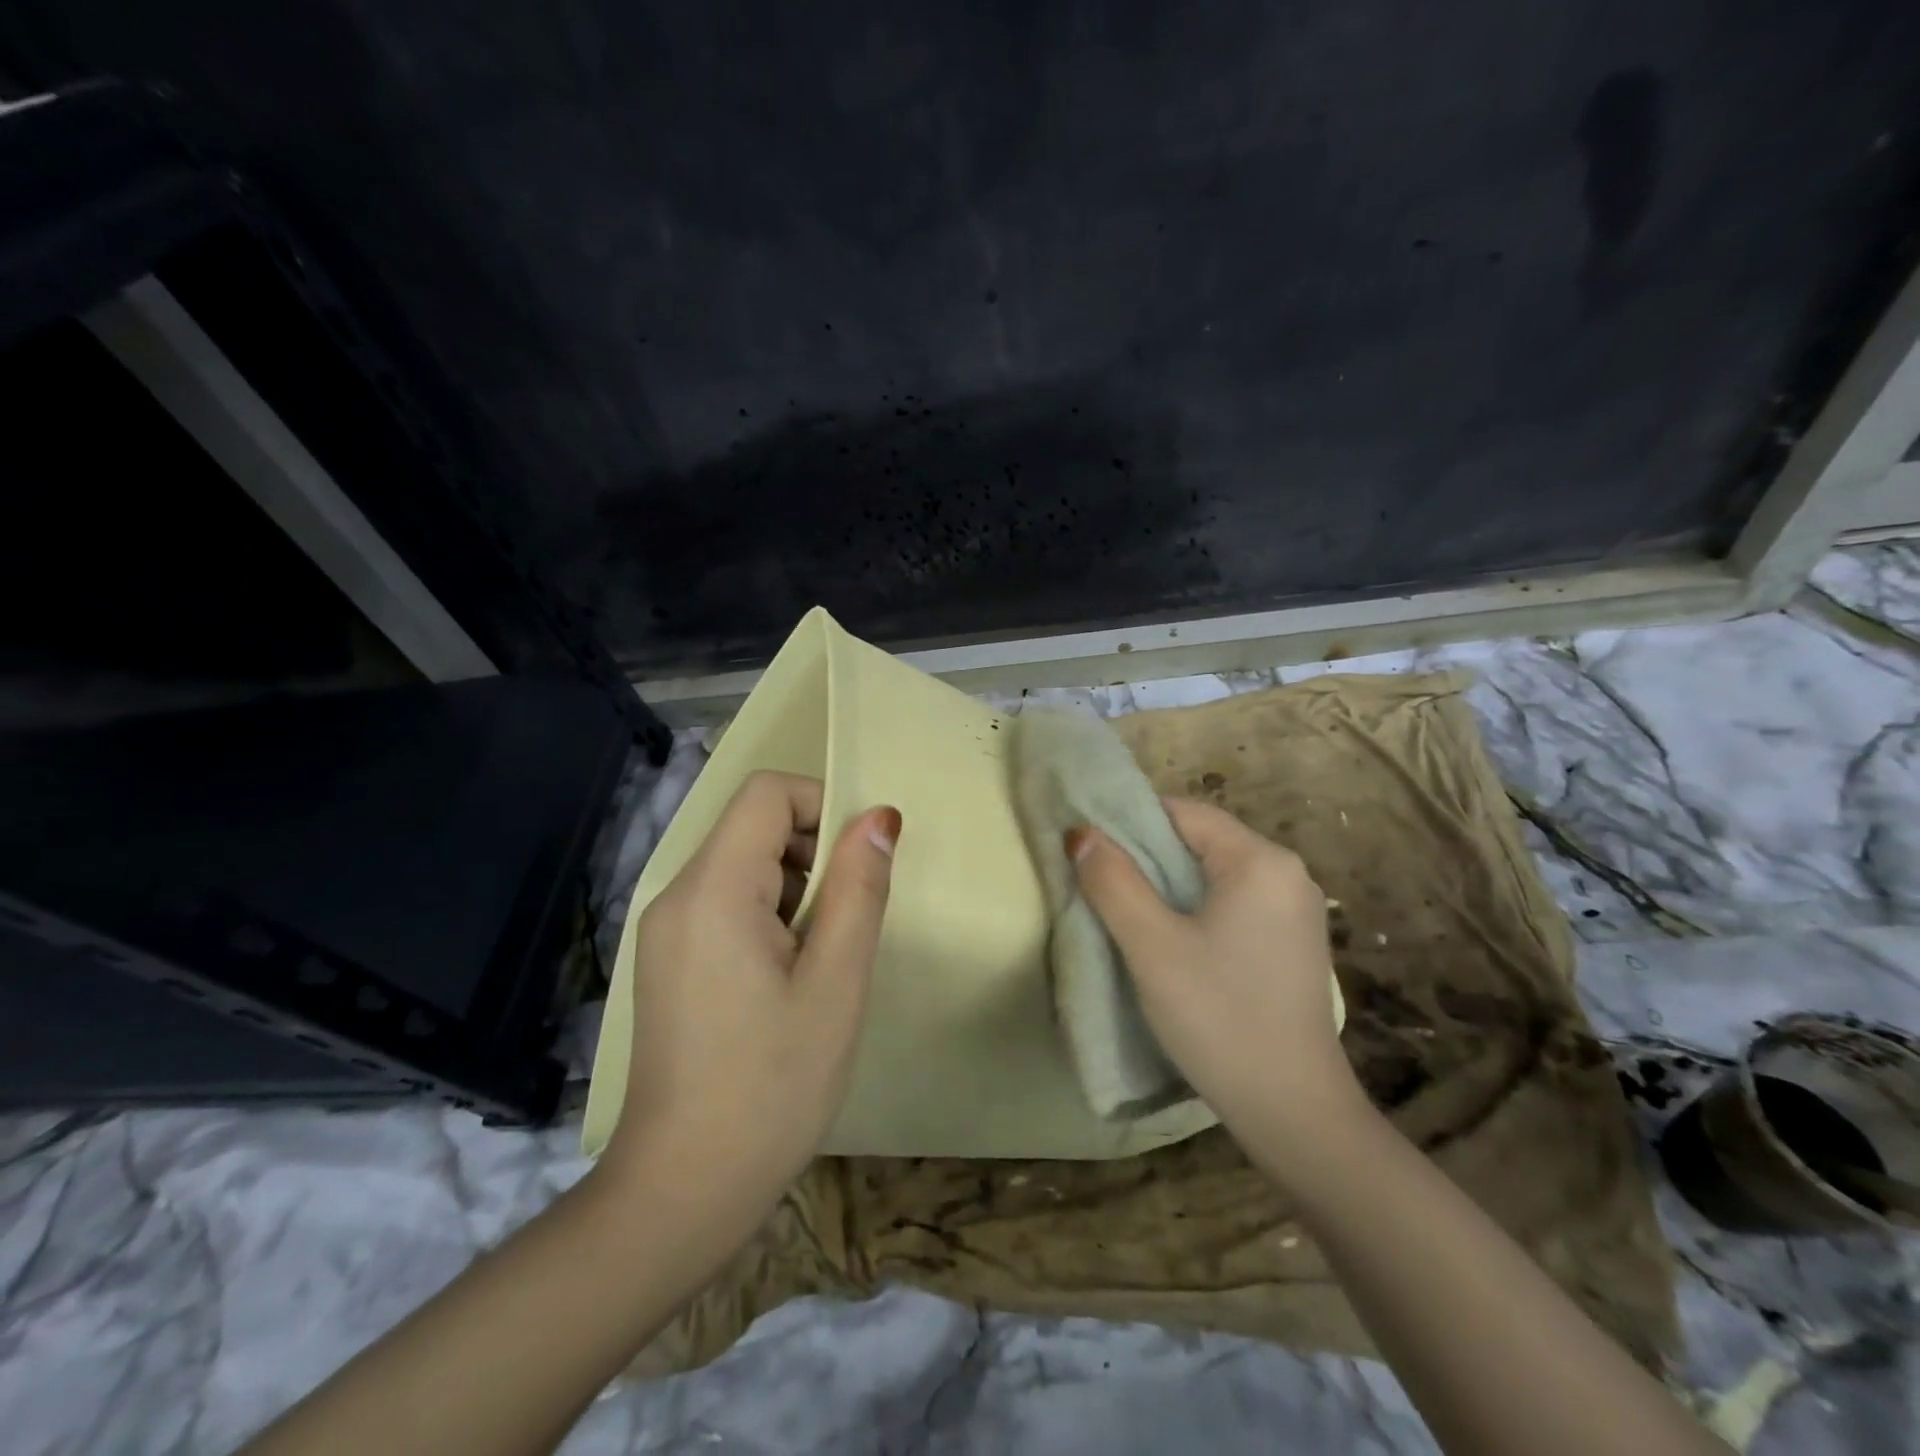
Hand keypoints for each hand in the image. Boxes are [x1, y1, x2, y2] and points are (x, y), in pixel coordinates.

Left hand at [601, 771, 899, 1239]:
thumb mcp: (836, 982)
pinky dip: (768, 912)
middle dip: (812, 851)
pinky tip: (787, 975)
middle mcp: (678, 895)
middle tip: (844, 921)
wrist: (683, 1189)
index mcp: (713, 891)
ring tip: (818, 957)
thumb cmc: (773, 1085)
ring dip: (794, 885)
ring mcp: (666, 929)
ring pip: (742, 863)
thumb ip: (858, 888)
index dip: (822, 806)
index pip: (767, 793)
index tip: (858, 864)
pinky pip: (725, 901)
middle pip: (753, 825)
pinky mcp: (668, 958)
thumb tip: (879, 817)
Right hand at [1067, 798, 1365, 1163]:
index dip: (1130, 822)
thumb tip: (1081, 833)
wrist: (1293, 1112)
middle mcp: (1286, 874)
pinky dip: (1194, 910)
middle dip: (1146, 857)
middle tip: (1098, 882)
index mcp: (1260, 861)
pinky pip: (1232, 905)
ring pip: (1213, 876)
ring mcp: (1294, 911)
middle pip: (1200, 842)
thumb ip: (1113, 881)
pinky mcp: (1291, 943)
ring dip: (1166, 886)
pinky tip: (1169, 940)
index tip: (1089, 848)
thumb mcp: (1151, 945)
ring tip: (1124, 911)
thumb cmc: (1219, 1017)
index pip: (1184, 813)